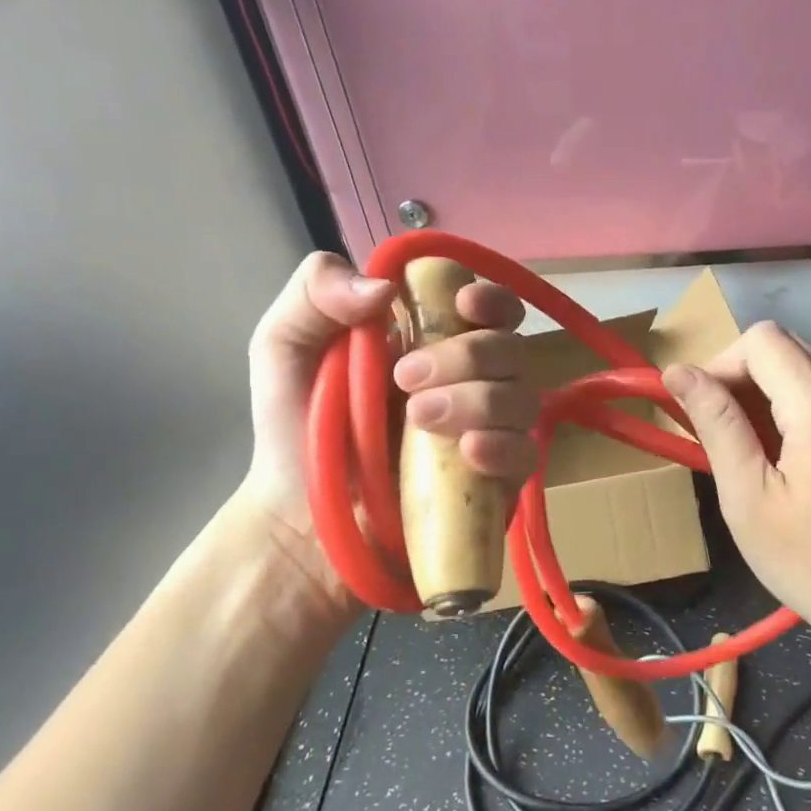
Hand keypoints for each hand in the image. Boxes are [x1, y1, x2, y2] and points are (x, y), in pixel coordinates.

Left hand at [244, 252, 537, 612]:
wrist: (300, 523)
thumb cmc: (295, 434)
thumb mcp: (283, 347)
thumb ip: (315, 292)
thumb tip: (385, 288)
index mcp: (431, 342)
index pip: (488, 307)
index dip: (490, 299)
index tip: (464, 306)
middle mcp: (470, 381)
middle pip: (510, 347)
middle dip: (467, 355)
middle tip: (404, 379)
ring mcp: (487, 431)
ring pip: (522, 397)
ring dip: (478, 400)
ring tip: (419, 421)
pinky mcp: (496, 481)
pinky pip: (527, 453)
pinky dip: (503, 446)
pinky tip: (468, 453)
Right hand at [661, 322, 810, 636]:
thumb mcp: (750, 498)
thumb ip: (717, 425)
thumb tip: (679, 372)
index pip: (762, 340)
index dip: (720, 364)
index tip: (702, 413)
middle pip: (786, 348)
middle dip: (741, 377)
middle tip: (719, 433)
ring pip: (806, 372)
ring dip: (765, 396)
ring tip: (748, 454)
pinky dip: (793, 412)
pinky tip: (784, 463)